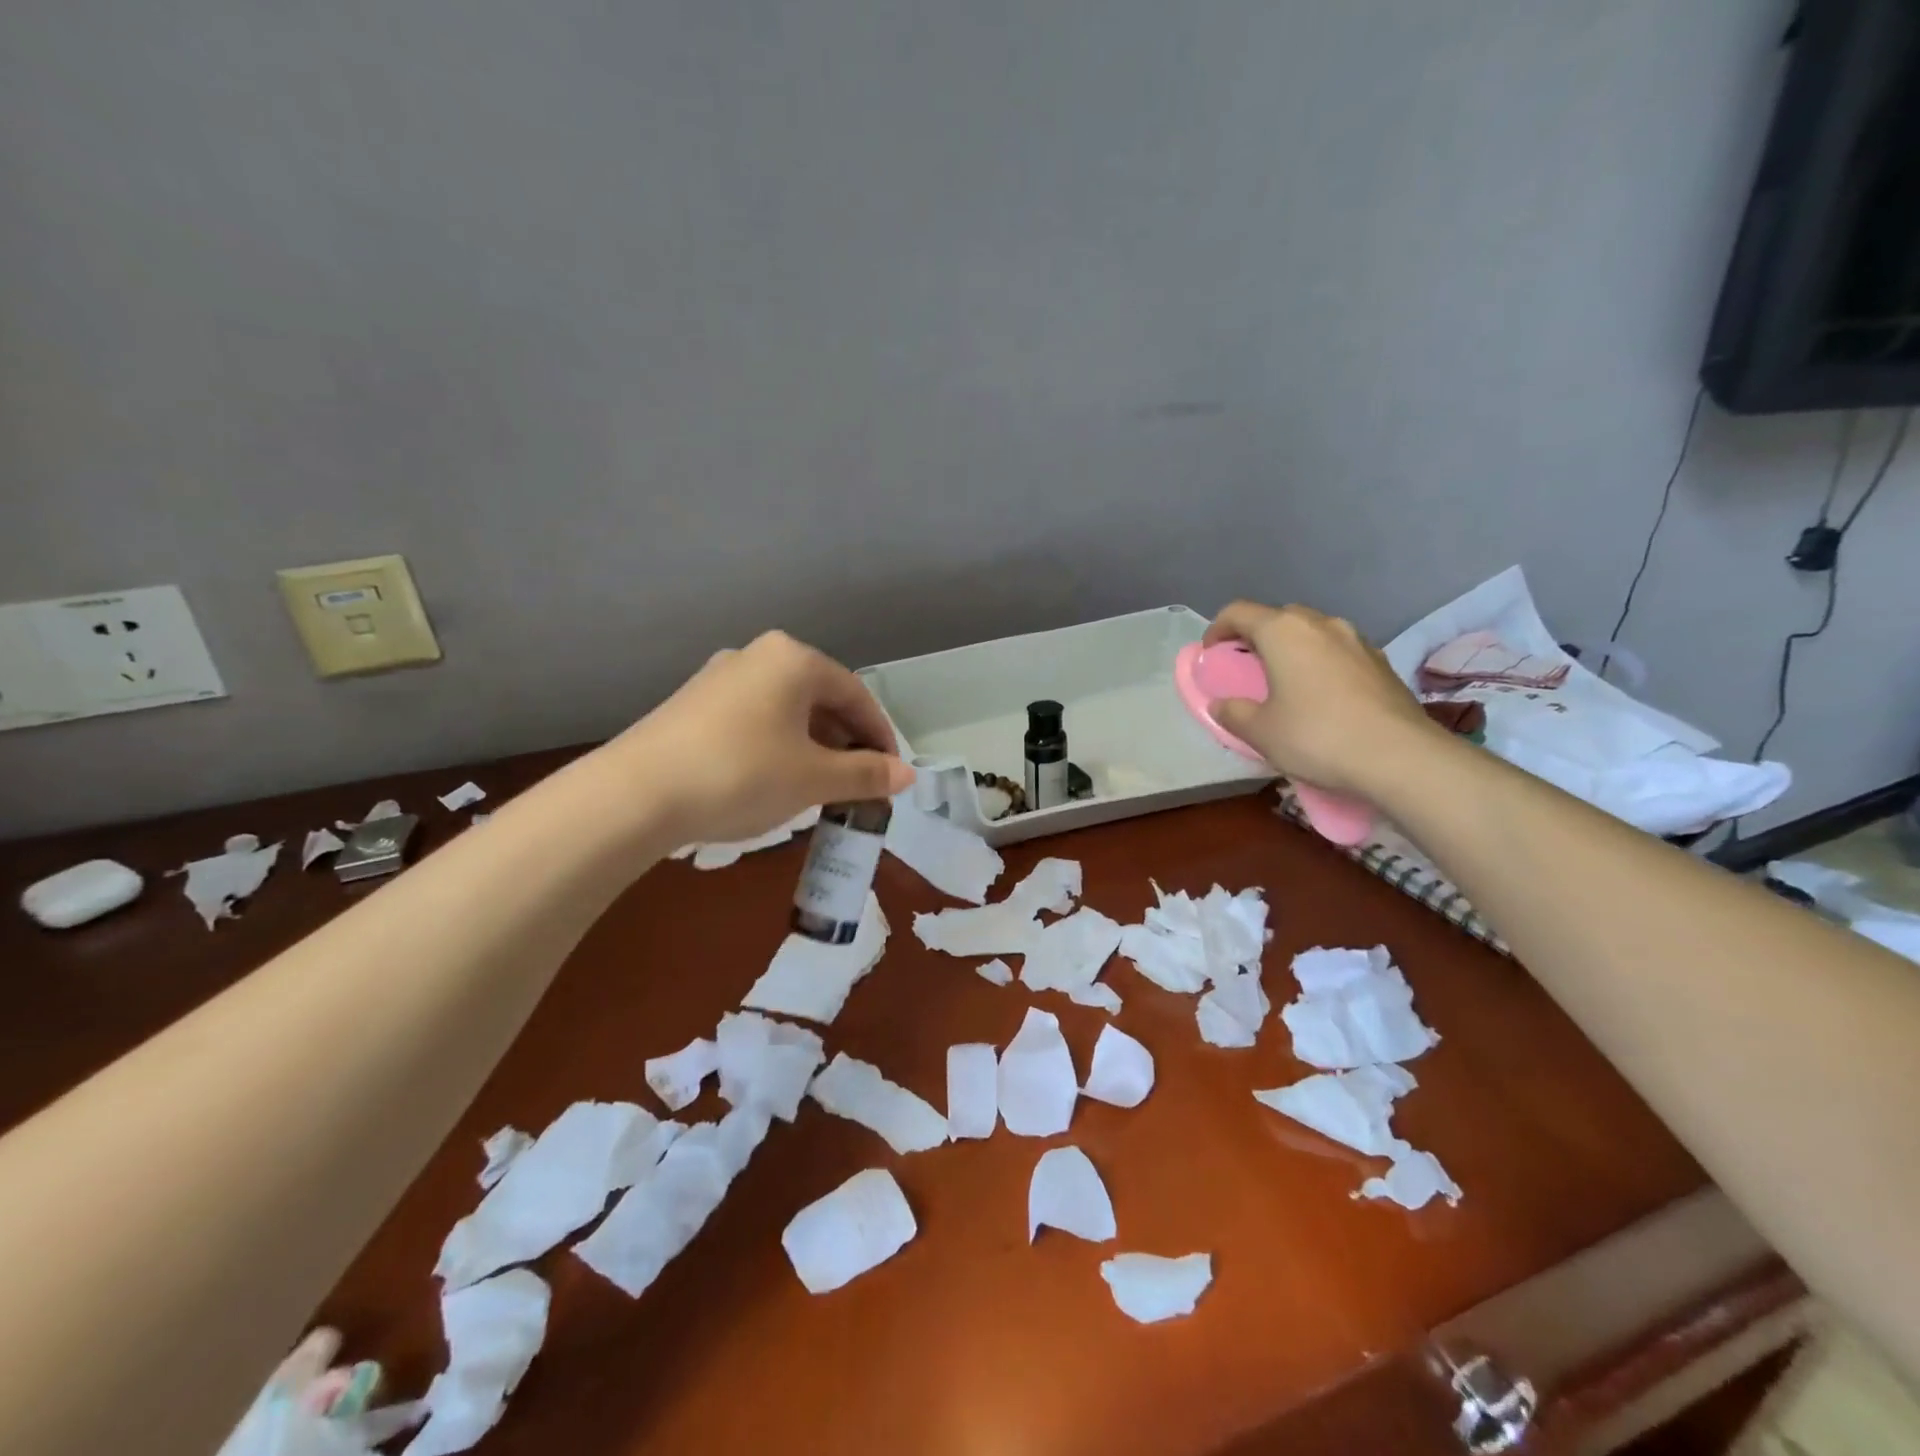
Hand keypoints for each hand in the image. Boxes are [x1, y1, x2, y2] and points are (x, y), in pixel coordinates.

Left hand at [608, 631, 914, 845]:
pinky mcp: (692, 705)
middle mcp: (757, 656)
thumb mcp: (813, 779)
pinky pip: (754, 720)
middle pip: (820, 699)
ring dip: (812, 746)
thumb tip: (907, 775)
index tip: (891, 773)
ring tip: (820, 786)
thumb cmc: (742, 774)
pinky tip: (774, 780)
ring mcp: (719, 678)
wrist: (635, 795)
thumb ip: (865, 774)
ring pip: (786, 710)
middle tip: (858, 783)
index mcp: (793, 659)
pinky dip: (778, 746)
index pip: (856, 694)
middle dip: (845, 742)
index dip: (880, 736)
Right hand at [1202, 602, 1440, 795]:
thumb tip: (1222, 704)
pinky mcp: (1381, 662)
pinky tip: (1321, 696)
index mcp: (1283, 632)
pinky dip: (1320, 663)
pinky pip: (1337, 651)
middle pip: (1278, 617)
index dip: (1217, 629)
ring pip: (1312, 632)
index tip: (1211, 654)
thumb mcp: (1260, 732)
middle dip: (1256, 637)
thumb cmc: (1316, 736)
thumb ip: (1232, 713)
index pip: (1238, 612)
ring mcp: (1357, 640)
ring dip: (1291, 649)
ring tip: (1284, 682)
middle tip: (1246, 668)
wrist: (1400, 757)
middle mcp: (1321, 624)